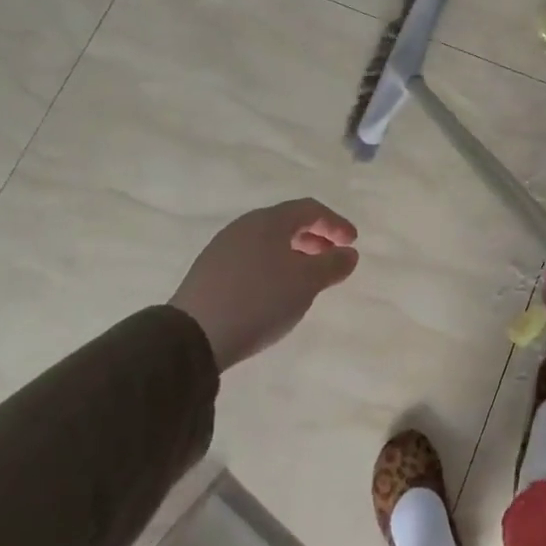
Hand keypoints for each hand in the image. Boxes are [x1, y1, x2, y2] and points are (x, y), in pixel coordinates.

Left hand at [171, 199, 359, 372]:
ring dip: (294, 254)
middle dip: (315, 238)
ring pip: (268, 242)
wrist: (192, 336)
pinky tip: (276, 291)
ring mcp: (223, 248)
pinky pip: (251, 258)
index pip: (310, 209)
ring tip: (307, 278)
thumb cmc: (260, 300)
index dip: (336, 223)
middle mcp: (244, 226)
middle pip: (287, 223)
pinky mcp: (209, 272)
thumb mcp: (307, 283)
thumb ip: (333, 264)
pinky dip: (273, 266)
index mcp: (269, 221)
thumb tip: (349, 253)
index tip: (352, 243)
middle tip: (332, 258)